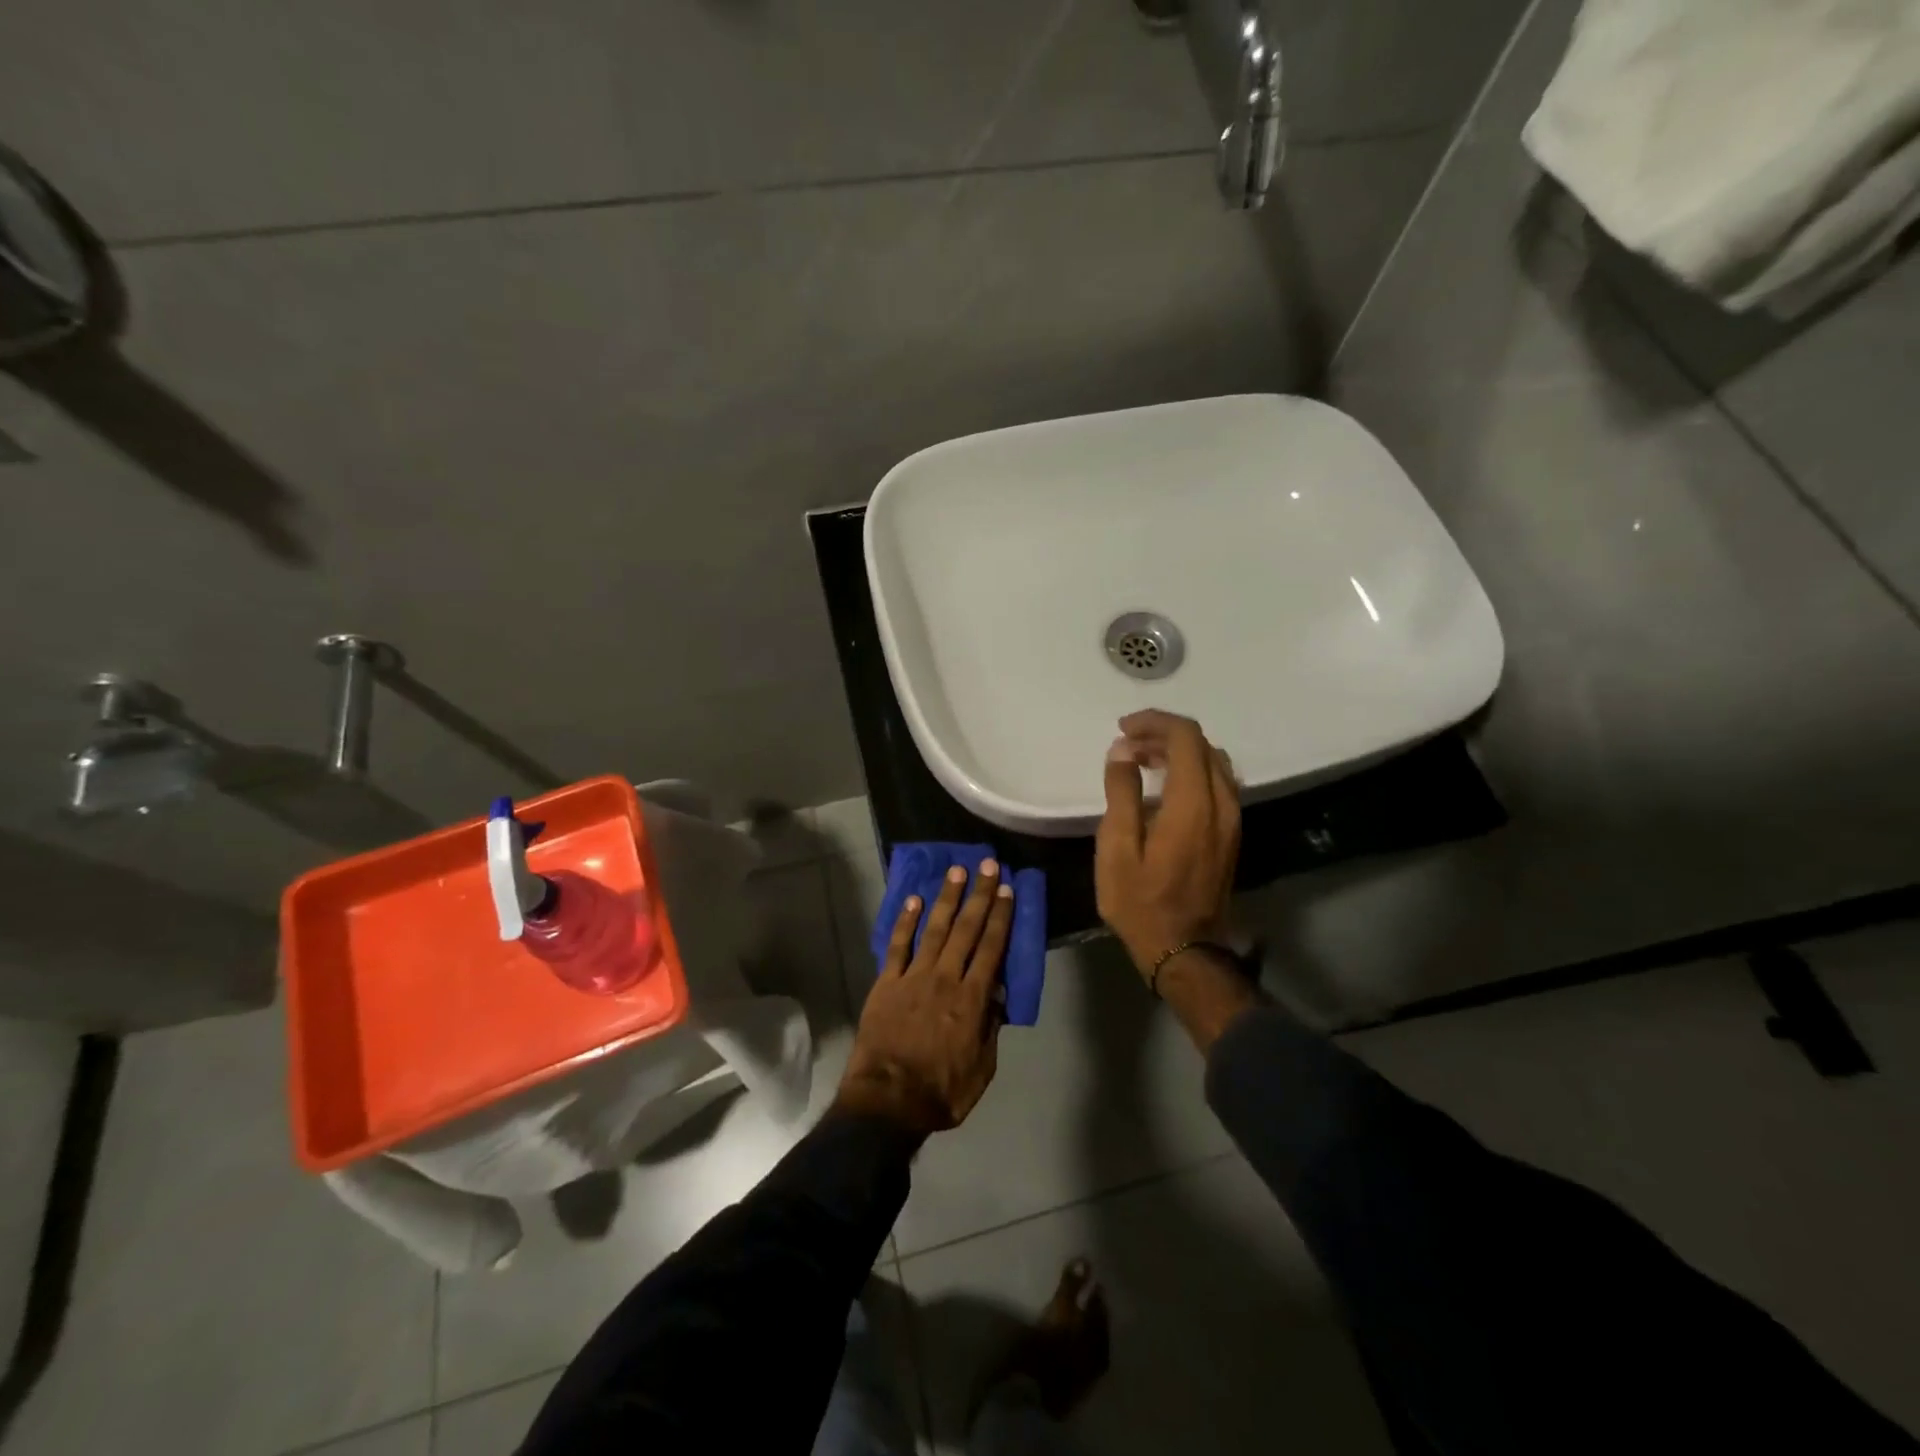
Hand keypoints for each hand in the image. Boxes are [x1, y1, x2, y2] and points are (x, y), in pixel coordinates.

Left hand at [835, 859, 1013, 1136]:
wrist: (887, 1101)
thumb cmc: (941, 1091)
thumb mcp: (982, 1068)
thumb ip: (990, 1027)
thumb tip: (997, 992)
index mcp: (972, 999)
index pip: (991, 948)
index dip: (1001, 917)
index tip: (1008, 890)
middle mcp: (945, 978)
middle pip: (966, 929)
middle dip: (980, 895)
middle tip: (988, 865)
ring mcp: (913, 977)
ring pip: (934, 928)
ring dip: (946, 898)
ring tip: (956, 871)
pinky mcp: (886, 982)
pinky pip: (897, 946)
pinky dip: (906, 921)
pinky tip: (914, 900)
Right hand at [1095, 710, 1240, 979]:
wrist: (1184, 950)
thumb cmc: (1141, 902)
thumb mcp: (1116, 848)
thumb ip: (1121, 793)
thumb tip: (1122, 751)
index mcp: (1193, 804)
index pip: (1185, 737)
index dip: (1154, 722)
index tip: (1123, 729)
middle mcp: (1222, 803)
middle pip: (1201, 745)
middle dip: (1163, 735)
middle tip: (1126, 746)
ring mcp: (1232, 820)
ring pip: (1213, 763)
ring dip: (1178, 752)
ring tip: (1141, 761)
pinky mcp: (1231, 834)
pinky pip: (1217, 783)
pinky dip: (1190, 771)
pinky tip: (1163, 786)